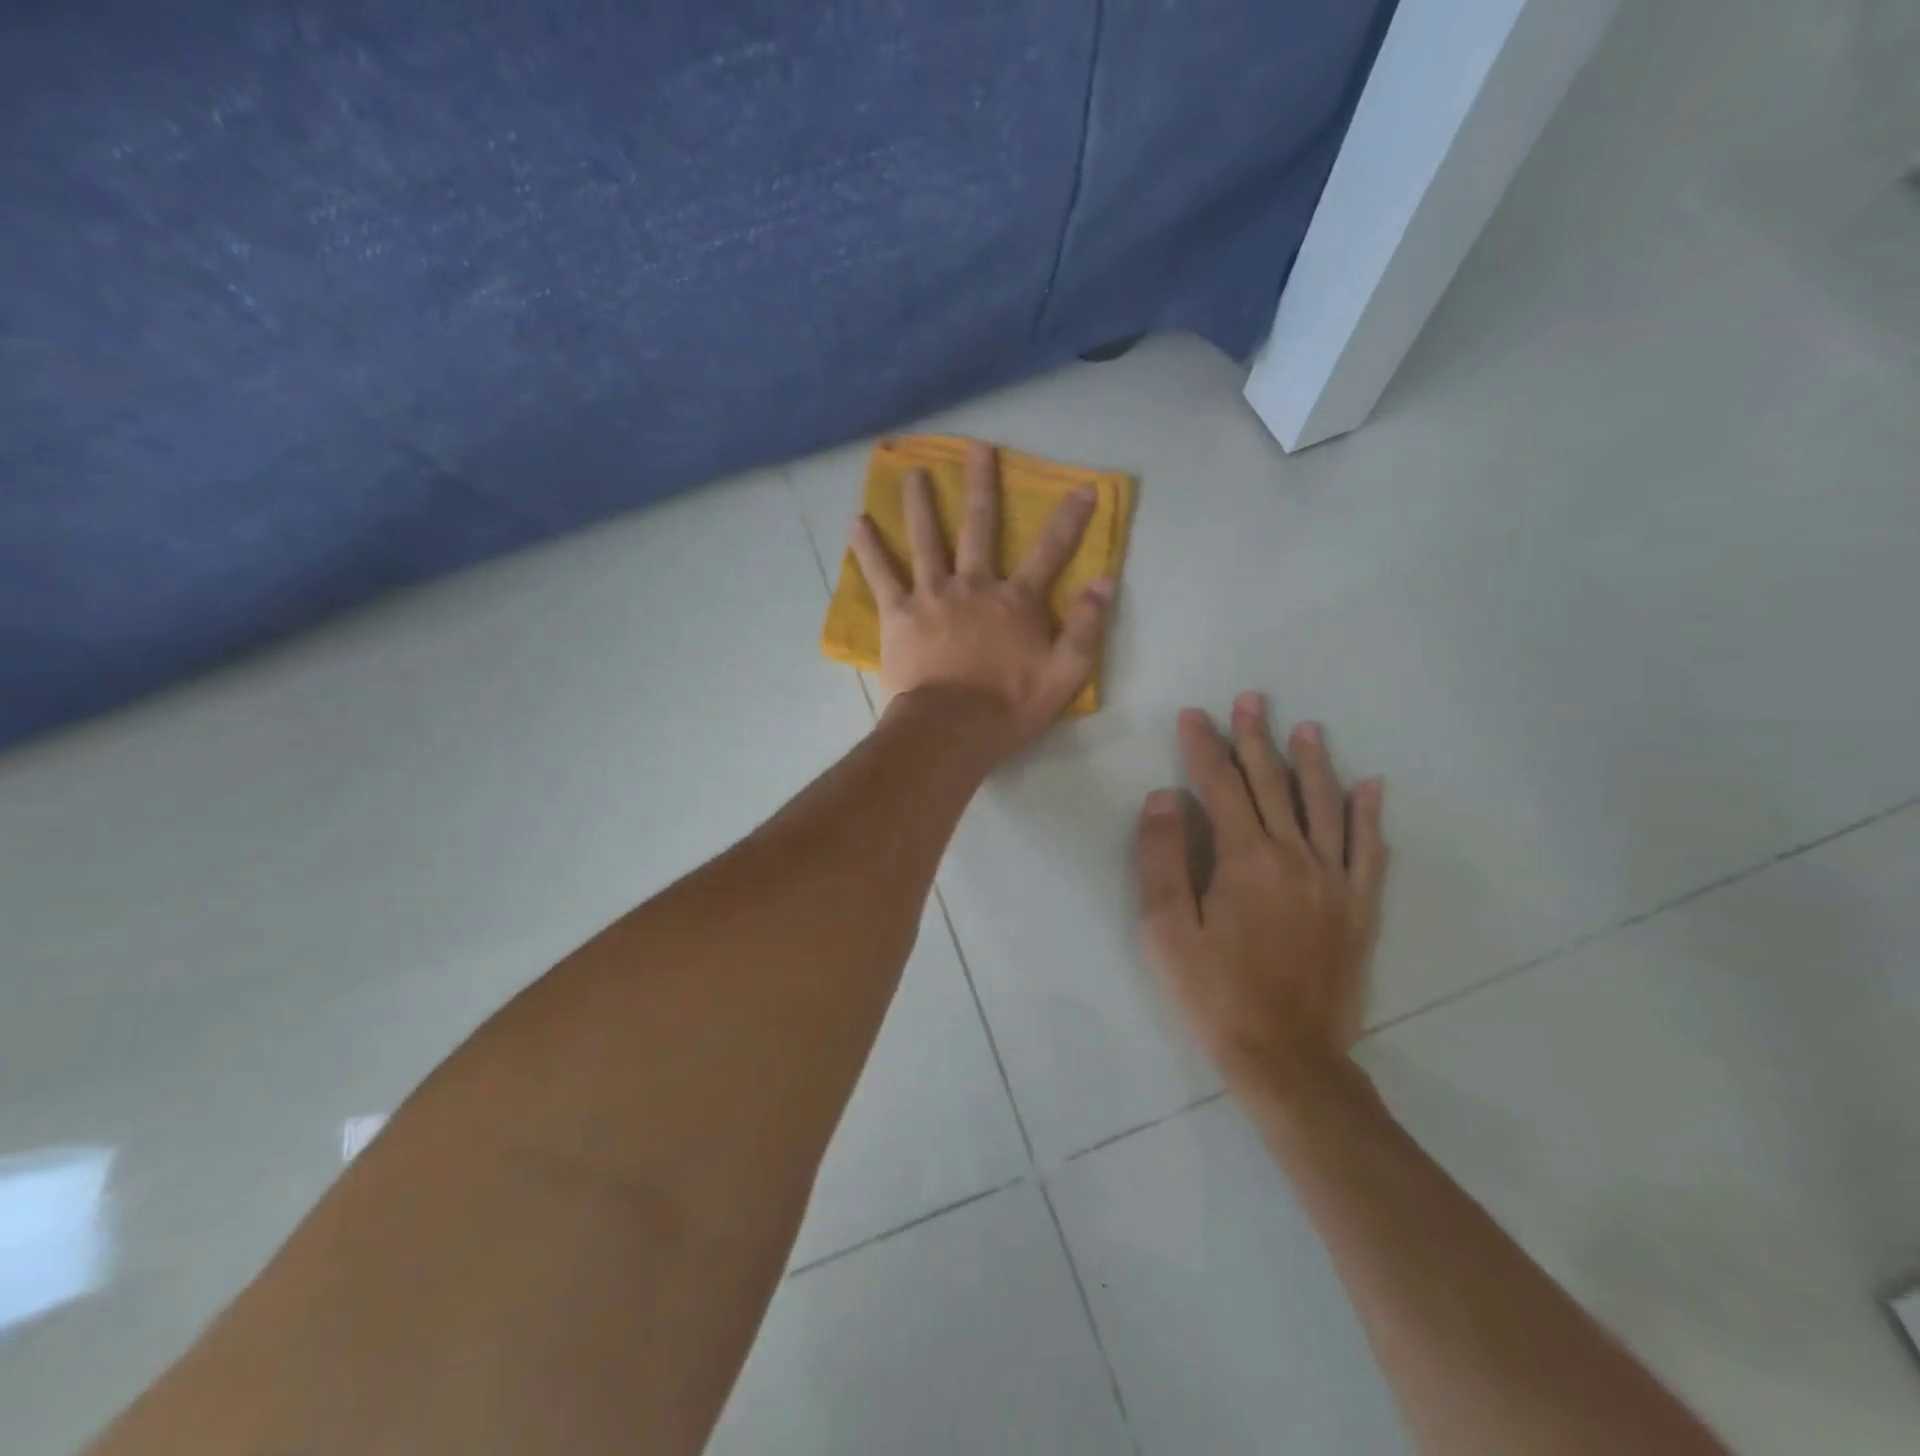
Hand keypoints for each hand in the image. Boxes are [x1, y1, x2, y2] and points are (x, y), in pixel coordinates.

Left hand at [849, 441, 1112, 747]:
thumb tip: (1105, 581)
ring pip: (926, 539)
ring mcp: (932, 595)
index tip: (1083, 486)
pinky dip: (869, 548)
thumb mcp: (1065, 673)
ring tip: (913, 472)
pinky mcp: (898, 614)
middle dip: (981, 485)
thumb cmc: (1009, 705)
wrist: (950, 729)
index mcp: (1015, 600)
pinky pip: (881, 575)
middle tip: (977, 448)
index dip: (1070, 519)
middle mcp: (974, 585)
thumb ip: (1087, 626)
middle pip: (979, 525)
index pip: (1050, 551)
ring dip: (920, 503)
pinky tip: (857, 522)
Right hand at [1135, 693, 1387, 1102]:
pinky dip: (1369, 816)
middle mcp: (1295, 857)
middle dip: (1257, 739)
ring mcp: (1334, 881)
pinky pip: (1369, 851)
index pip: (1220, 787)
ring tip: (1306, 727)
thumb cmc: (1214, 993)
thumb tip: (1164, 797)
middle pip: (1273, 785)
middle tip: (1251, 700)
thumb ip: (1162, 858)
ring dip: (1312, 762)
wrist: (1286, 1058)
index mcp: (1245, 859)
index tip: (1194, 716)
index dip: (1204, 748)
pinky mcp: (1358, 908)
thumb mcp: (1166, 929)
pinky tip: (1372, 786)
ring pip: (1324, 806)